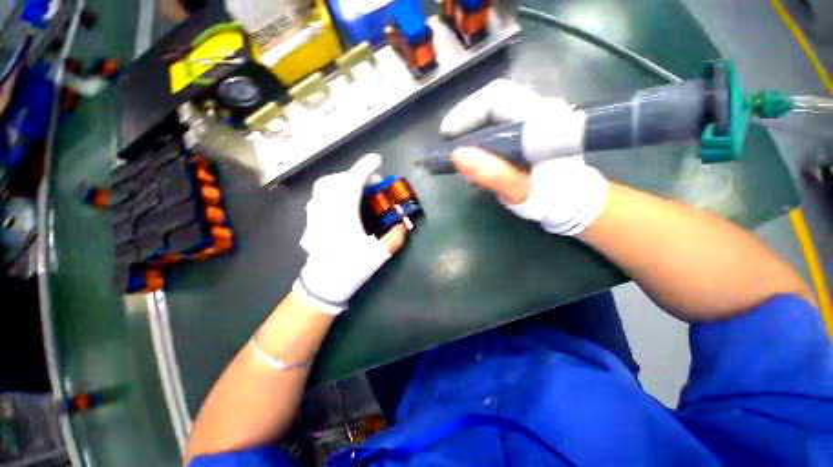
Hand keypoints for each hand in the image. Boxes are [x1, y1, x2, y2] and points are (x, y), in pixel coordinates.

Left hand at [296, 153, 406, 313]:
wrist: (323, 285)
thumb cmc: (350, 269)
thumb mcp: (378, 255)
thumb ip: (394, 239)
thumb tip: (403, 227)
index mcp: (343, 215)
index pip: (352, 183)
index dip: (365, 168)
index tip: (376, 159)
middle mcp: (327, 210)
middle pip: (337, 180)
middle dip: (355, 175)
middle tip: (371, 184)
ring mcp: (316, 215)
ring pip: (324, 186)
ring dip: (342, 182)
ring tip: (356, 190)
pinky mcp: (311, 221)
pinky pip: (319, 197)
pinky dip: (332, 191)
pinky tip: (341, 202)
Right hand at [441, 79, 607, 235]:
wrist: (570, 202)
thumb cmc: (548, 199)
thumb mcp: (518, 191)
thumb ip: (493, 174)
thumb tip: (457, 155)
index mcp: (543, 119)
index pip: (498, 98)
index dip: (467, 112)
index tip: (447, 134)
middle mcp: (540, 109)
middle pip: (494, 100)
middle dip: (466, 120)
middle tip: (449, 143)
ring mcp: (535, 117)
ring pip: (495, 111)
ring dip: (472, 130)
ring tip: (460, 154)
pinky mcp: (529, 128)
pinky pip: (499, 123)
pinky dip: (481, 137)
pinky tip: (475, 156)